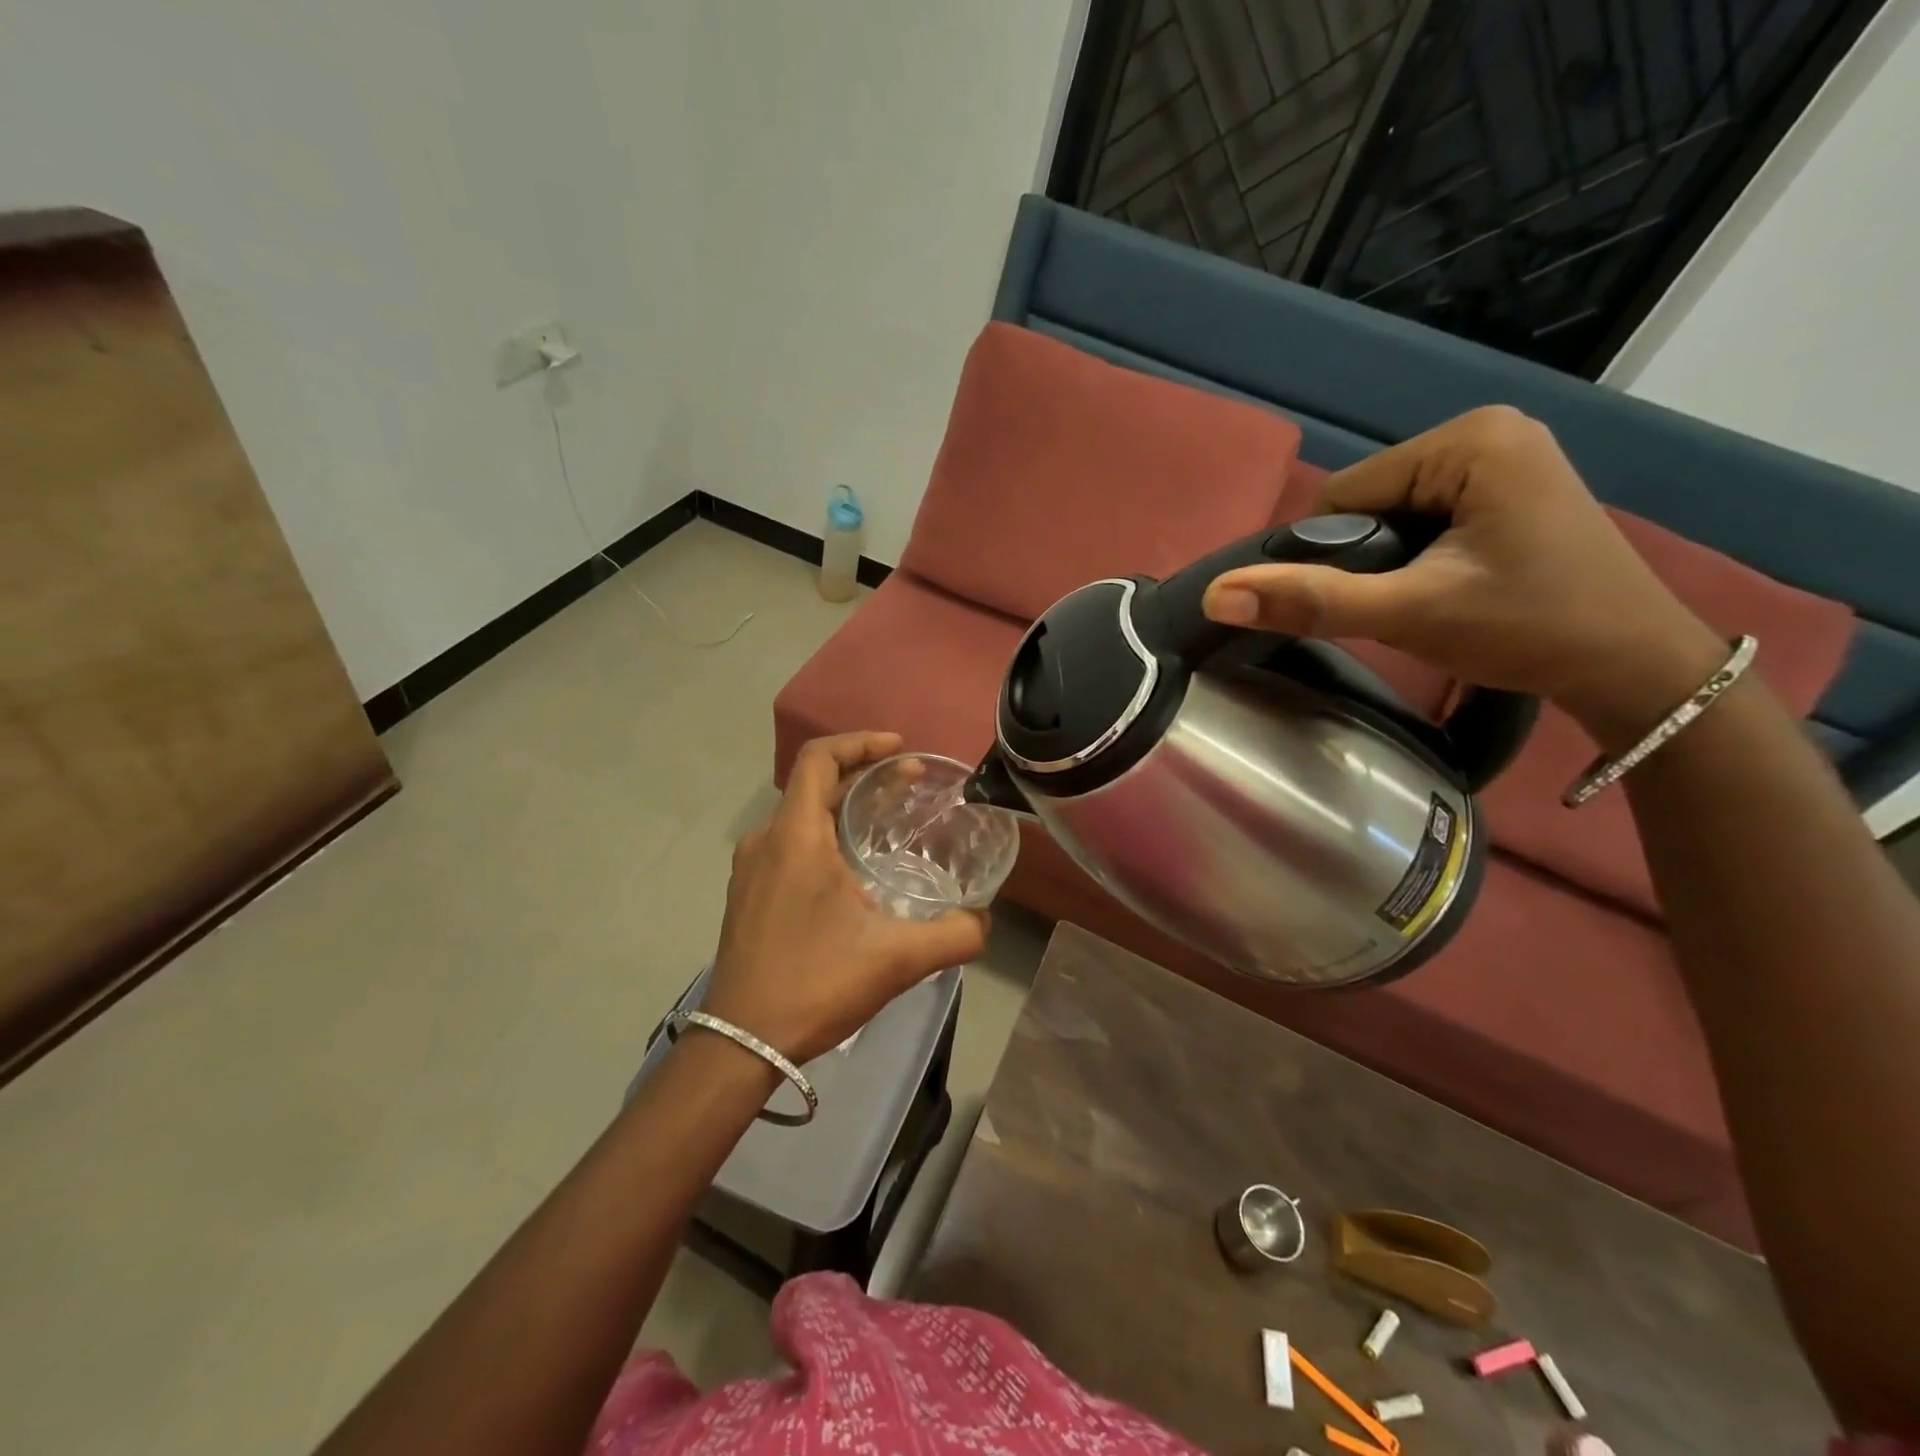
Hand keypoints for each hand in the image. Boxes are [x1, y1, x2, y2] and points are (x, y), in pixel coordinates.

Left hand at [701, 732, 988, 1063]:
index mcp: (795, 838)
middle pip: (813, 784)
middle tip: (910, 783)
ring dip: (843, 806)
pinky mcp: (748, 894)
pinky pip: (789, 844)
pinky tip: (853, 868)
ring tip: (887, 820)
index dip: (860, 742)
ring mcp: (751, 869)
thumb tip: (984, 921)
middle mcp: (766, 841)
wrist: (740, 1043)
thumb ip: (953, 936)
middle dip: (863, 774)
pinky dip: (824, 835)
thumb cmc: (814, 985)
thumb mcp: (896, 959)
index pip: (819, 759)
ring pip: (800, 815)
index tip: (900, 749)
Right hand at [1202, 406, 1726, 752]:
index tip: (1371, 601)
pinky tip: (1447, 585)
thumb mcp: (1408, 614)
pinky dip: (1415, 556)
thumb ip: (1311, 601)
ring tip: (1430, 600)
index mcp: (1467, 439)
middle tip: (1407, 605)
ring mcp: (1502, 454)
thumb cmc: (1527, 629)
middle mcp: (1485, 429)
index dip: (1332, 556)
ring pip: (1390, 513)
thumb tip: (1215, 596)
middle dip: (1367, 559)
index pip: (1343, 496)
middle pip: (1367, 502)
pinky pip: (1423, 516)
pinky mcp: (1508, 483)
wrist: (1633, 665)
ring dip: (1388, 562)